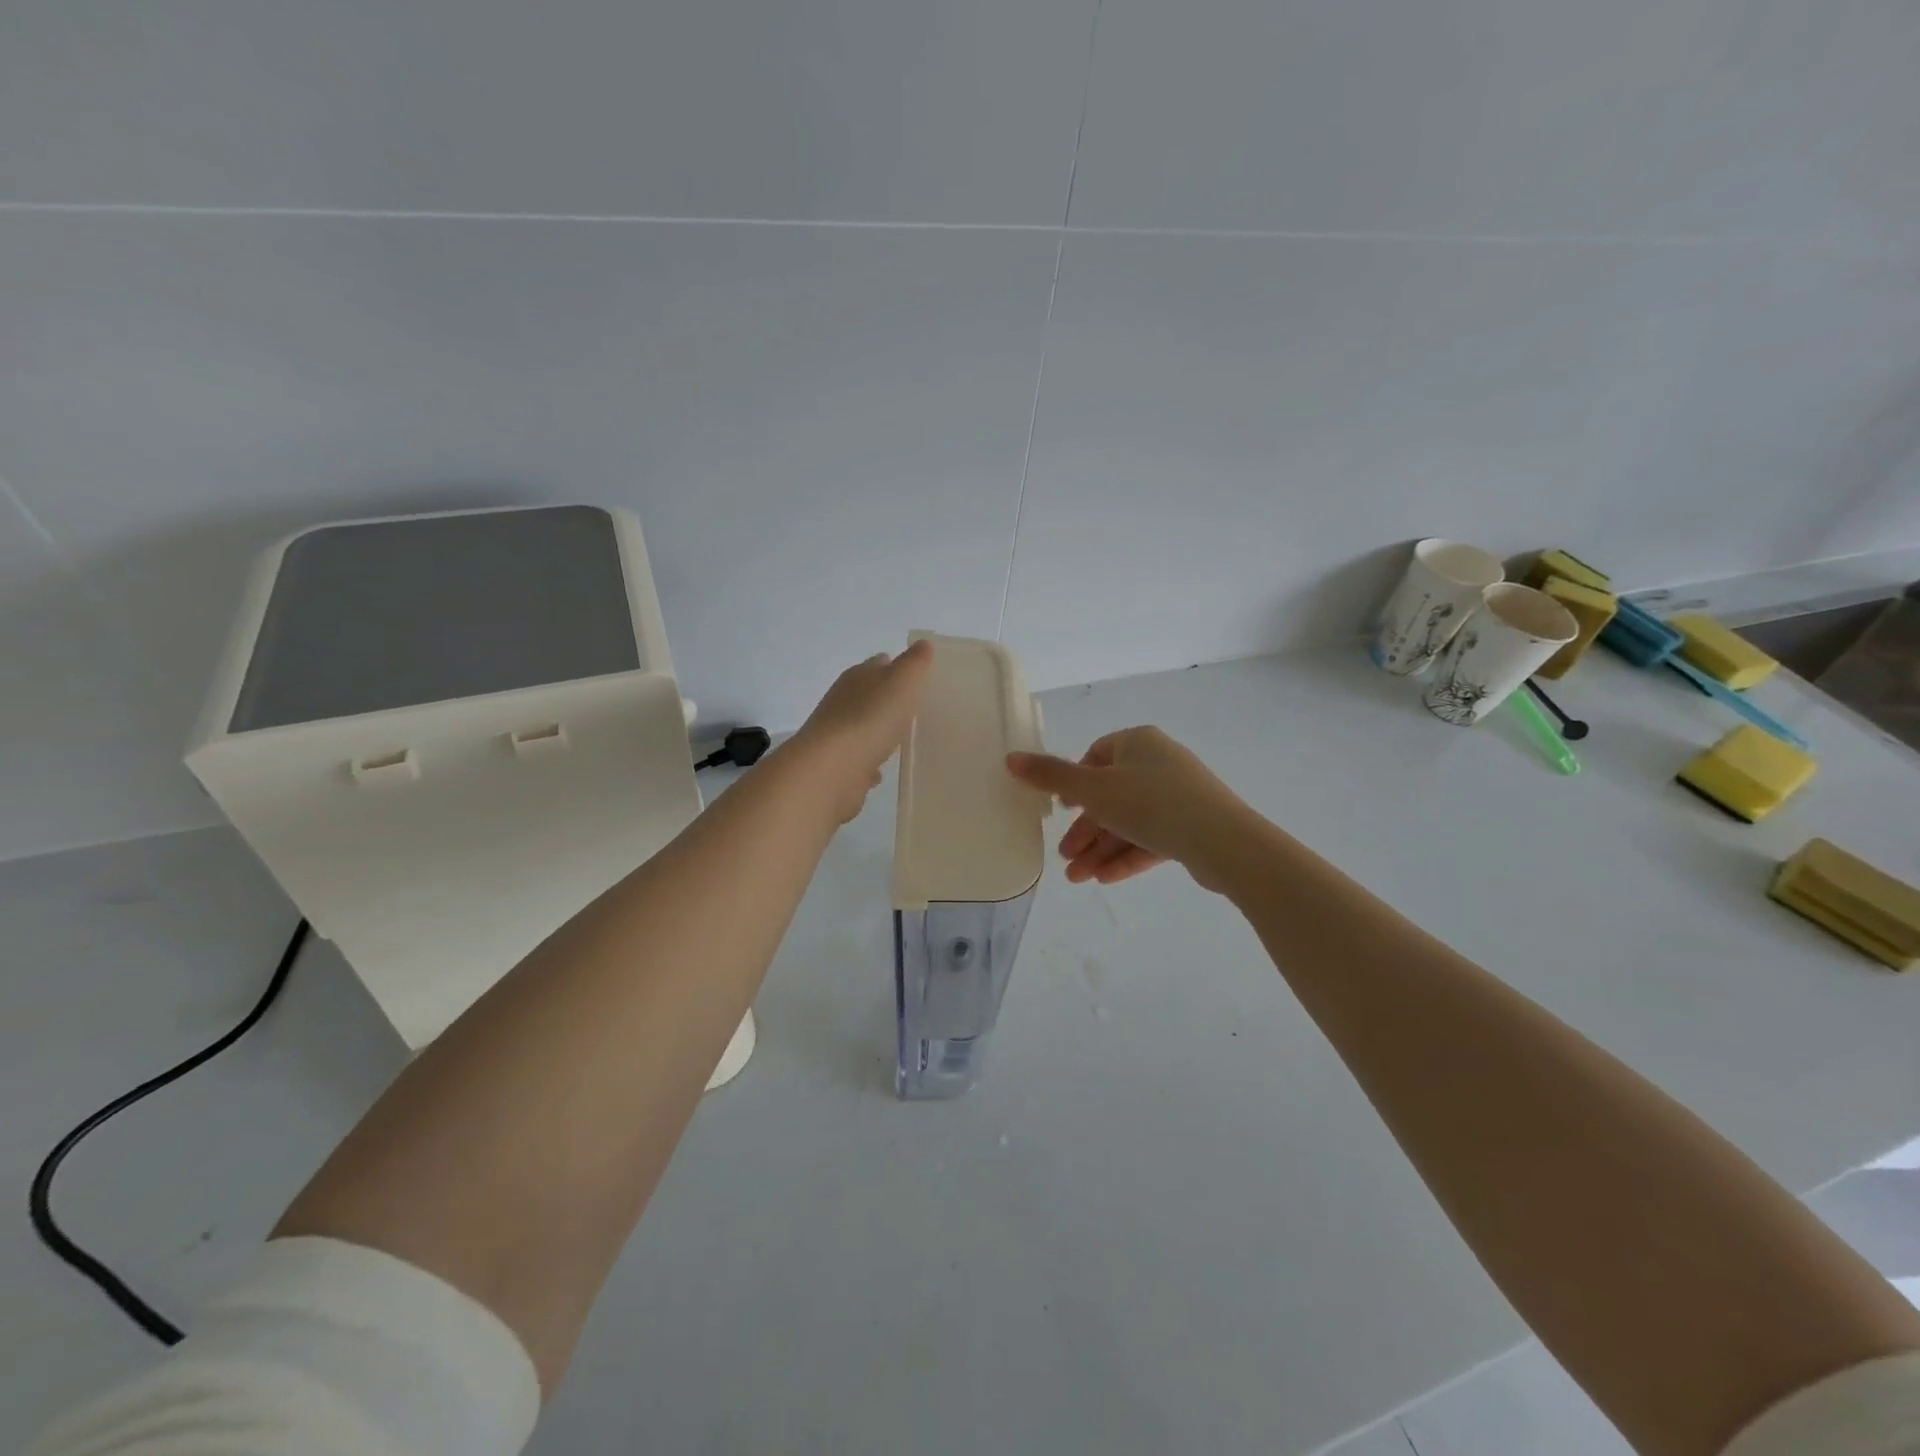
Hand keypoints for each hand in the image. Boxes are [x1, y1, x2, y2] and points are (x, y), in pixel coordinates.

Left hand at [790, 640, 934, 821]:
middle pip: (871, 696)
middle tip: (917, 710)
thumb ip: (915, 663)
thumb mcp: (902, 681)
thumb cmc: (870, 718)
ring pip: (864, 728)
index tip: (920, 679)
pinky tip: (883, 770)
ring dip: (879, 732)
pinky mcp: (838, 766)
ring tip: (904, 740)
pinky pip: (859, 760)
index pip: (880, 664)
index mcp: (858, 677)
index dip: (899, 668)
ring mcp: (838, 735)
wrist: (831, 769)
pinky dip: (870, 762)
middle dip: (890, 701)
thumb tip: (923, 644)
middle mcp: (843, 702)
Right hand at [1007, 726, 1252, 889]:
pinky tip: (1105, 879)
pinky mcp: (1192, 826)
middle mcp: (1159, 763)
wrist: (1223, 841)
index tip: (1061, 809)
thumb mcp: (1093, 789)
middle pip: (1111, 795)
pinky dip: (1127, 856)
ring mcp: (1179, 795)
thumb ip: (1051, 776)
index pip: (1097, 755)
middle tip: (1065, 858)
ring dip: (1101, 849)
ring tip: (1078, 878)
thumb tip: (1010, 758)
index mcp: (1138, 742)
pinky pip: (1152, 839)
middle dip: (1085, 830)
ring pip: (1130, 822)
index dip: (1074, 782)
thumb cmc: (1151, 803)